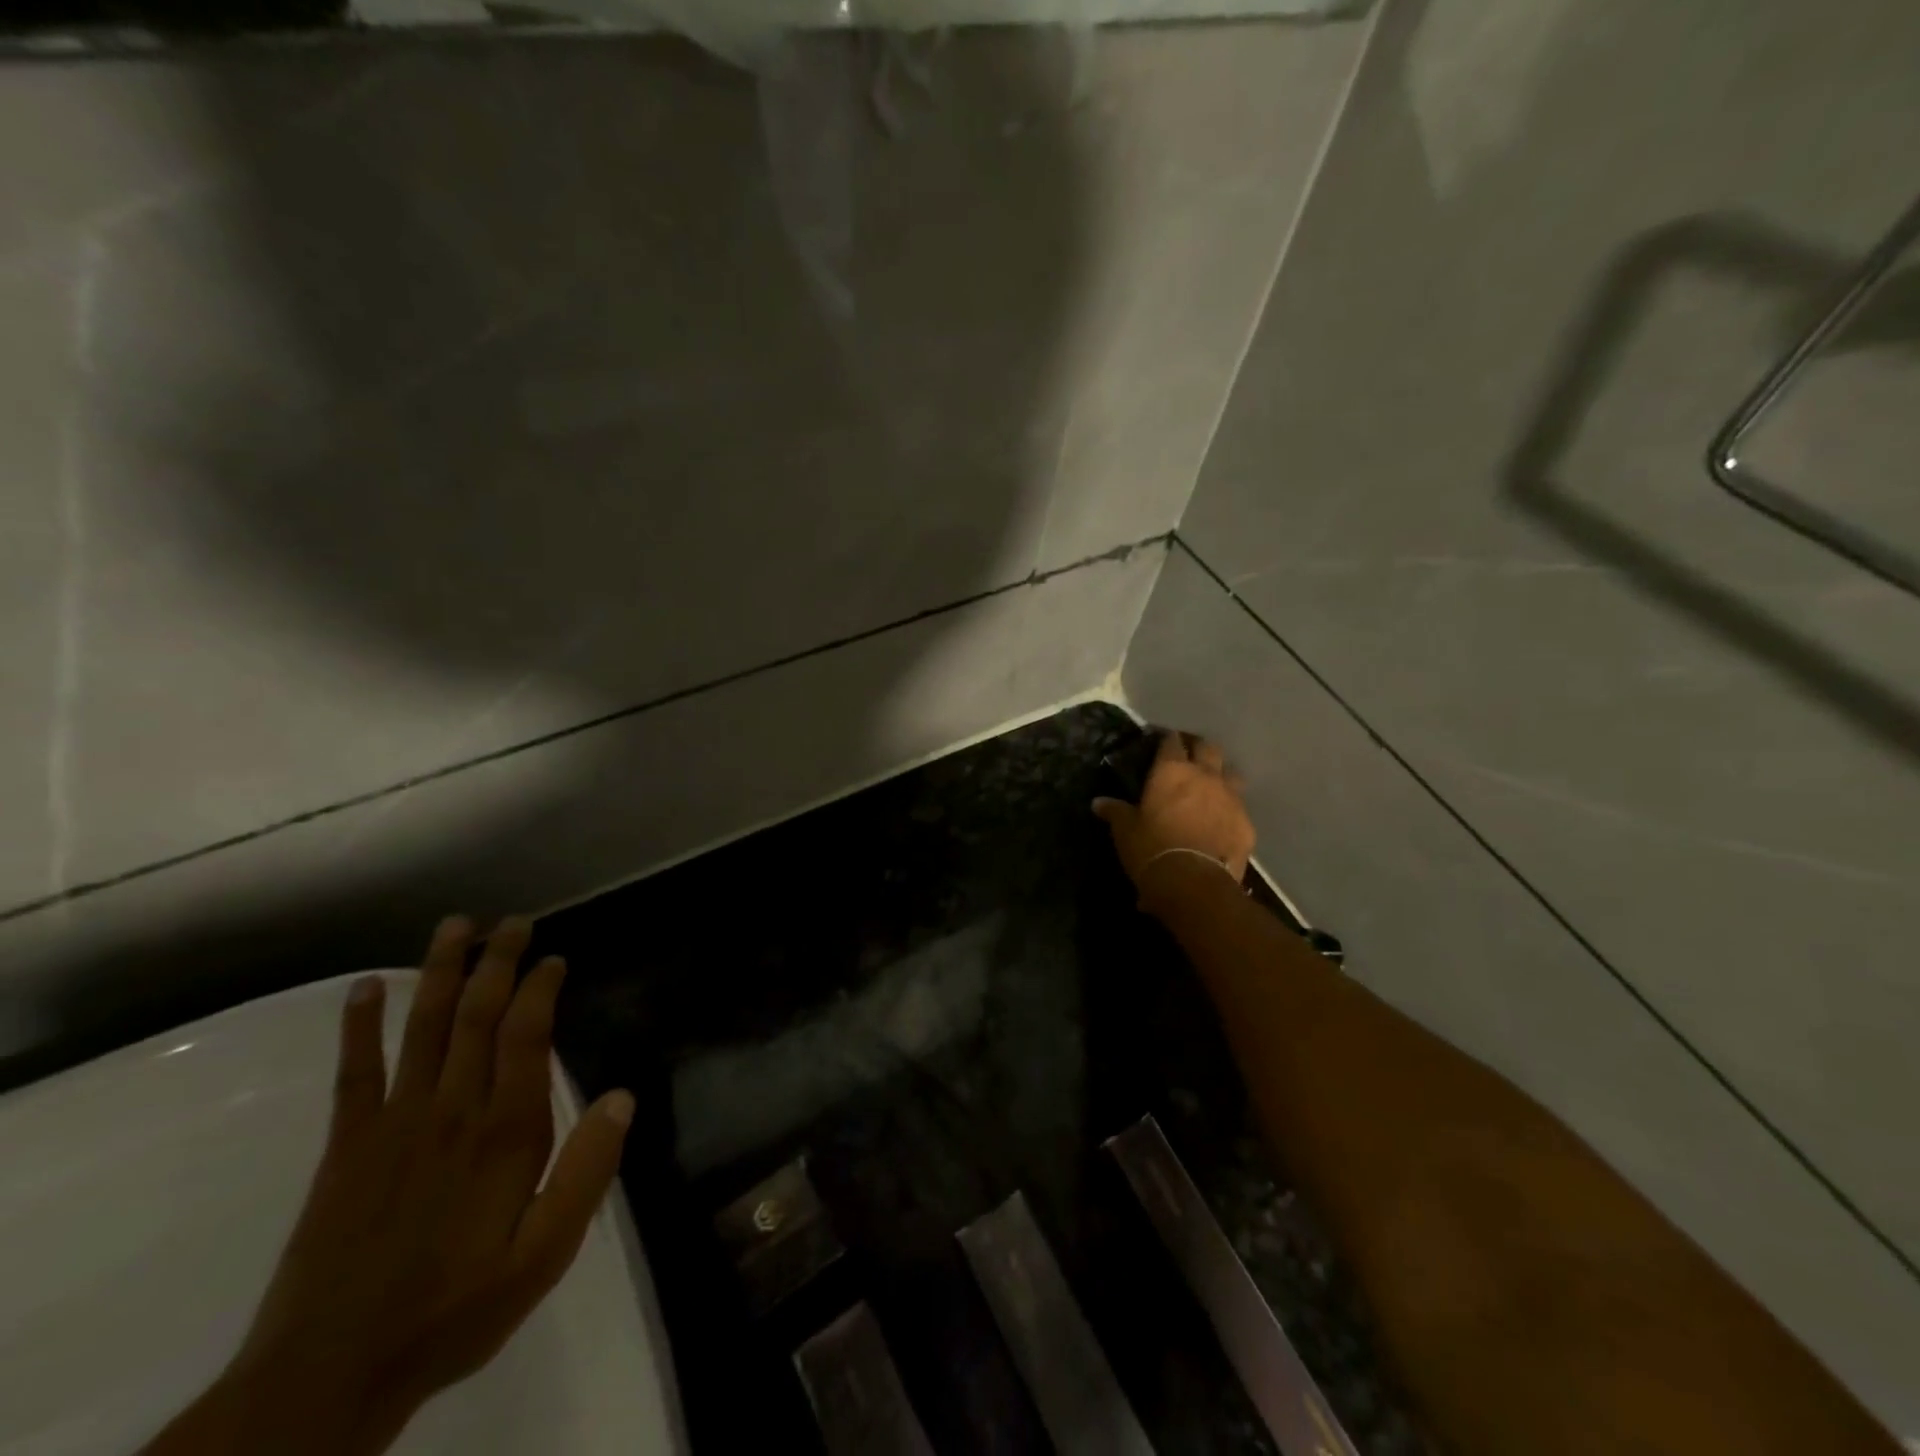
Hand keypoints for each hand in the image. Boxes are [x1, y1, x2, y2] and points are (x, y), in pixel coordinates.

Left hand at [174, 917, 633, 1455]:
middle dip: (496, 962)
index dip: (540, 988)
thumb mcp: (544, 1254)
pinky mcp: (347, 1145)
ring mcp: (394, 1123)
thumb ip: (587, 1171)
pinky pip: (355, 1072)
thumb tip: (623, 1095)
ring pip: (423, 1028)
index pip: (526, 1036)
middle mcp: (452, 1111)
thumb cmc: (456, 1309)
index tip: (554, 958)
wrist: (330, 1377)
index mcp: (505, 1132)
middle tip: (513, 922)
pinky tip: (365, 987)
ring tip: (454, 926)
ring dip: (438, 972)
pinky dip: (360, 1026)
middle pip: (476, 1016)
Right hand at [1094, 731, 1254, 898]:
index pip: (1171, 741)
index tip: (1161, 740)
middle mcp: (1205, 775)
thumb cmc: (1152, 848)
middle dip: (1198, 747)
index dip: (1166, 739)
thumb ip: (1115, 811)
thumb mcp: (1125, 830)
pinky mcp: (1247, 823)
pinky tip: (1221, 820)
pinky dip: (1230, 809)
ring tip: (1210, 784)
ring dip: (1220, 774)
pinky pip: (1240, 808)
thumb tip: (1099, 803)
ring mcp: (1232, 798)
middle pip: (1208, 747)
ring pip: (1231, 772)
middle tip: (1188, 755)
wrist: (1193, 883)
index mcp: (1172, 771)